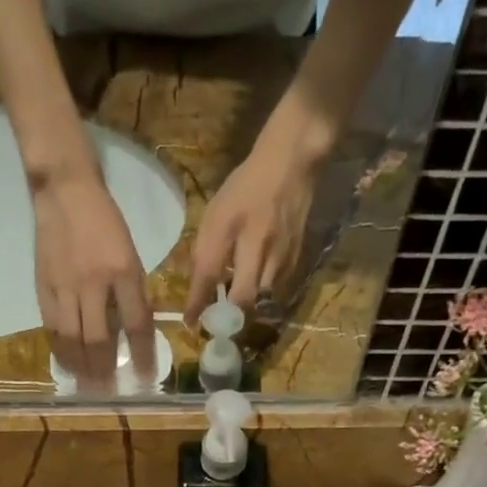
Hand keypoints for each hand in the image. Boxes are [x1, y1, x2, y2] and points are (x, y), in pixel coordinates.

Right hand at [31, 170, 155, 391]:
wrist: (65, 191)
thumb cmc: (105, 222)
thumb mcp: (131, 254)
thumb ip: (133, 292)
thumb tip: (135, 332)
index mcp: (123, 272)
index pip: (136, 324)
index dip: (141, 355)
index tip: (144, 378)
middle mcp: (94, 283)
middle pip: (99, 339)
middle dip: (105, 370)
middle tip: (108, 392)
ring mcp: (65, 286)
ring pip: (72, 338)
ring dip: (81, 367)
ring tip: (87, 387)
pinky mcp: (44, 286)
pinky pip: (52, 327)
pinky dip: (59, 350)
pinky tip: (66, 364)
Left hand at [184, 127, 319, 323]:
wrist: (291, 163)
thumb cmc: (246, 185)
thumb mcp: (217, 211)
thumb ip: (207, 247)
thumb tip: (199, 284)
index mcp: (230, 226)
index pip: (208, 273)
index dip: (198, 302)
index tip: (190, 323)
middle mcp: (257, 243)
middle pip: (243, 297)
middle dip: (229, 316)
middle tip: (219, 323)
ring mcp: (280, 252)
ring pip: (261, 296)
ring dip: (247, 306)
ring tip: (236, 308)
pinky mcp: (296, 256)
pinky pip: (277, 287)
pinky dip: (264, 293)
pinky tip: (257, 288)